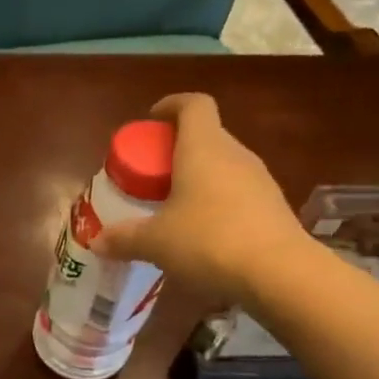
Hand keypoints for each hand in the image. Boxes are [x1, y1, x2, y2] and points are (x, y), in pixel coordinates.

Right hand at [92, 93, 305, 296]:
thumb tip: (97, 243)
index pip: (193, 105)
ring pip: (223, 165)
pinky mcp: (273, 208)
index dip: (171, 105)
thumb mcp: (156, 242)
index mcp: (203, 148)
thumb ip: (124, 238)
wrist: (280, 274)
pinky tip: (202, 232)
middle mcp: (234, 155)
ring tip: (174, 205)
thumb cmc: (209, 241)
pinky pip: (238, 192)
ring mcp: (259, 180)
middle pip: (207, 135)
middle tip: (152, 173)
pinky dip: (217, 201)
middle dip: (177, 148)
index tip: (152, 119)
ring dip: (198, 176)